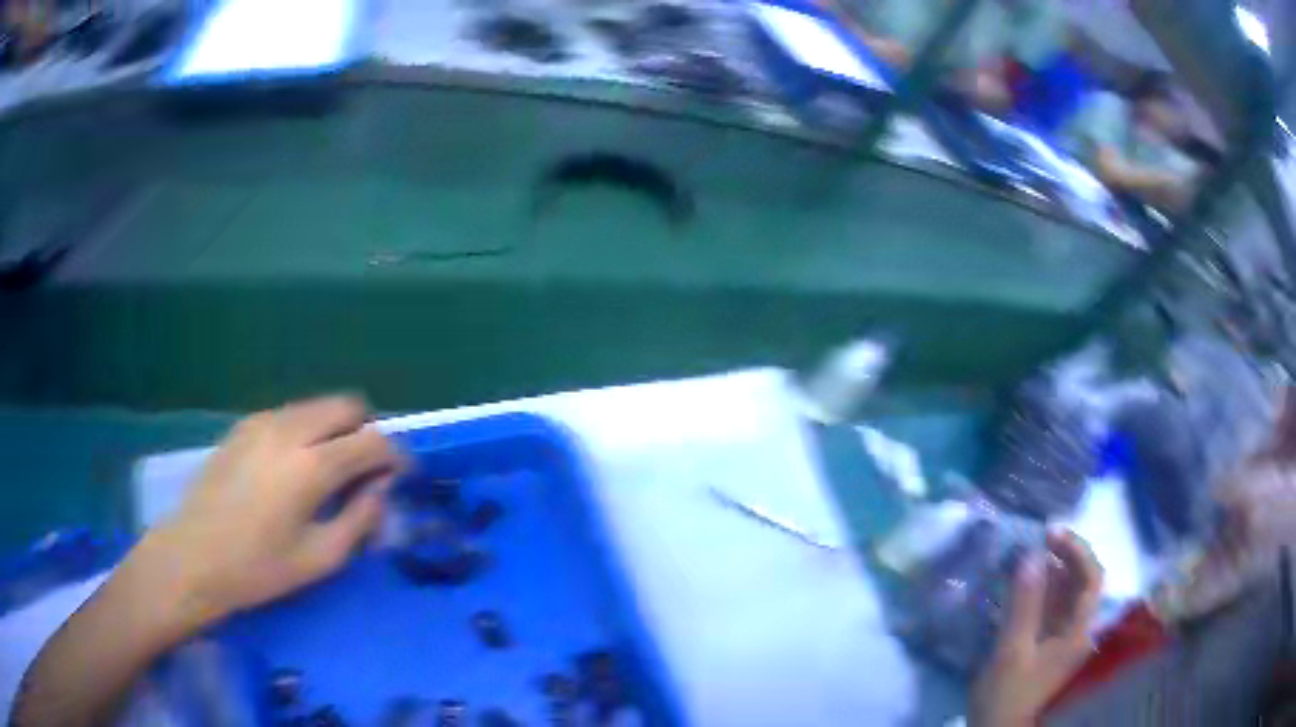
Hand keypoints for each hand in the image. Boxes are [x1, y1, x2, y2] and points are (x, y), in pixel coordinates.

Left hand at [141, 396, 402, 630]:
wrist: (194, 555)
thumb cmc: (258, 568)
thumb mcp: (319, 558)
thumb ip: (359, 520)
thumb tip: (381, 491)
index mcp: (311, 466)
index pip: (372, 441)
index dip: (396, 457)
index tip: (403, 477)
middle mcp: (290, 429)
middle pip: (346, 405)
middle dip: (366, 432)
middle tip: (367, 471)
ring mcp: (263, 421)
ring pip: (317, 406)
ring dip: (336, 429)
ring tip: (331, 470)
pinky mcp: (244, 426)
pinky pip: (290, 414)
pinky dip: (308, 430)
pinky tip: (295, 468)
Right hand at [970, 529, 1103, 726]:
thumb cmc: (1007, 695)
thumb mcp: (1012, 651)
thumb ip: (1025, 604)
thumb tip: (1032, 555)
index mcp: (1078, 632)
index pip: (1091, 577)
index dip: (1077, 550)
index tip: (1050, 533)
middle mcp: (1078, 630)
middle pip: (1082, 581)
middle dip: (1064, 556)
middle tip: (1037, 539)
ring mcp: (1063, 637)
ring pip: (1066, 593)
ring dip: (1051, 570)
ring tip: (1026, 555)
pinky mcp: (1048, 643)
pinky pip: (1051, 607)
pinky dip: (1040, 590)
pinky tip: (1022, 583)